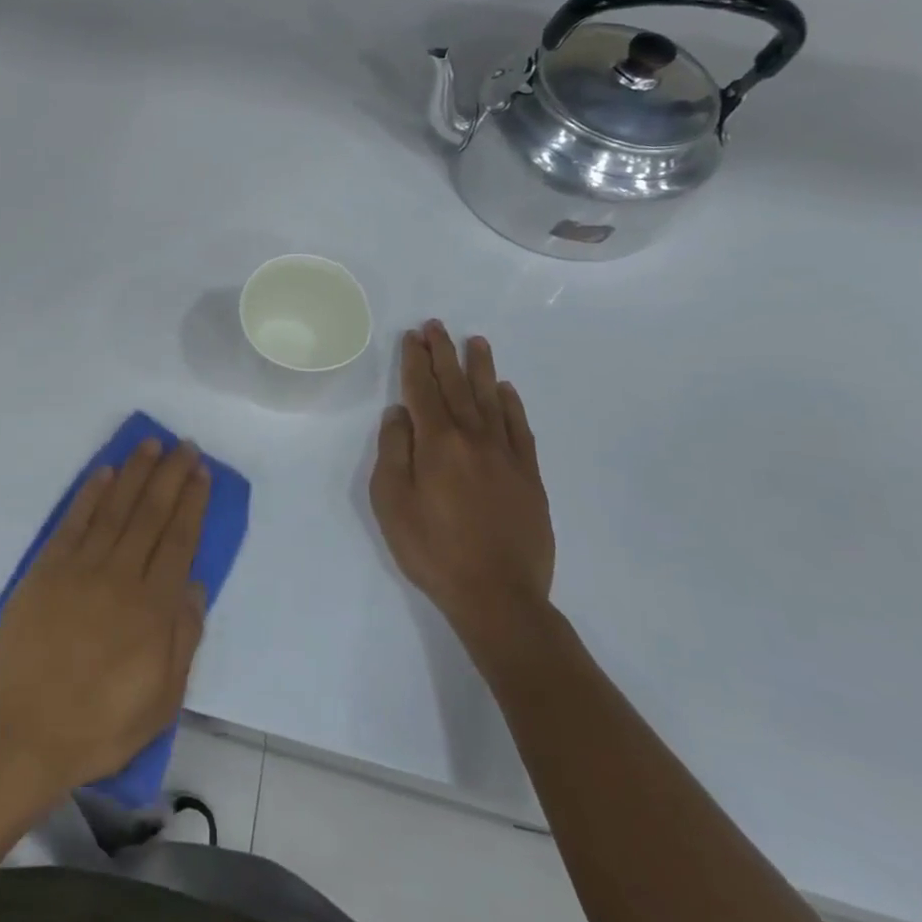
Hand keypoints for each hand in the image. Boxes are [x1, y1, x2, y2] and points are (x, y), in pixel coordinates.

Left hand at [0, 440, 210, 793]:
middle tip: (185, 445)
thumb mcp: (162, 700)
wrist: (25, 732)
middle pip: (151, 514)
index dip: (192, 503)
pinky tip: (105, 472)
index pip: (179, 540)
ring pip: (115, 508)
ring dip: (136, 473)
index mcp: (153, 610)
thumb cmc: (100, 725)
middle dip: (171, 476)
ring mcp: (80, 568)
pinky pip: (74, 521)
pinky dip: (91, 493)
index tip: (201, 473)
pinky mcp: (46, 568)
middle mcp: (120, 577)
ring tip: (152, 445)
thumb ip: (183, 638)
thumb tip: (196, 585)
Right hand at [370, 321, 554, 655]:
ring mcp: (506, 457)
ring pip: (491, 400)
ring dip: (480, 369)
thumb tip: (399, 414)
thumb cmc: (432, 549)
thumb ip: (393, 452)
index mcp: (437, 443)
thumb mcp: (391, 502)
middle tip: (437, 326)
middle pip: (456, 387)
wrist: (498, 596)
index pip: (422, 390)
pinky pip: (520, 429)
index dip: (416, 361)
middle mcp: (473, 439)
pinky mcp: (529, 477)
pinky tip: (506, 391)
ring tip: (475, 342)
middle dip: (444, 354)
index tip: (413, 336)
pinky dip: (512, 405)